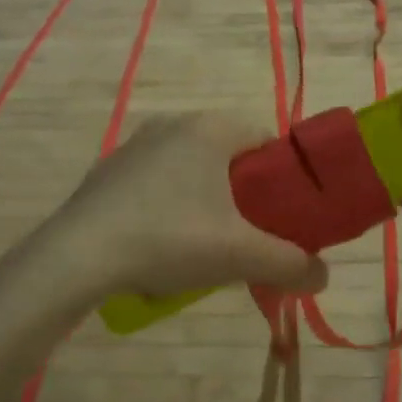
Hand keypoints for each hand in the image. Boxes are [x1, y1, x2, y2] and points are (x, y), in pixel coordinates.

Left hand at [53, 113, 329, 301]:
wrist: (77, 255)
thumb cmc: (169, 239)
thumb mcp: (239, 255)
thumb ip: (290, 263)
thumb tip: (323, 277)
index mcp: (210, 128)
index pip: (266, 139)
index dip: (283, 177)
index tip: (284, 215)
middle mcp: (174, 124)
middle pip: (230, 156)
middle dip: (245, 194)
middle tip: (248, 236)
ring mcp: (136, 145)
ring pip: (192, 169)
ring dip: (207, 201)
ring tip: (205, 246)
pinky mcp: (109, 170)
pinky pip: (157, 181)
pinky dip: (170, 205)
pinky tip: (162, 244)